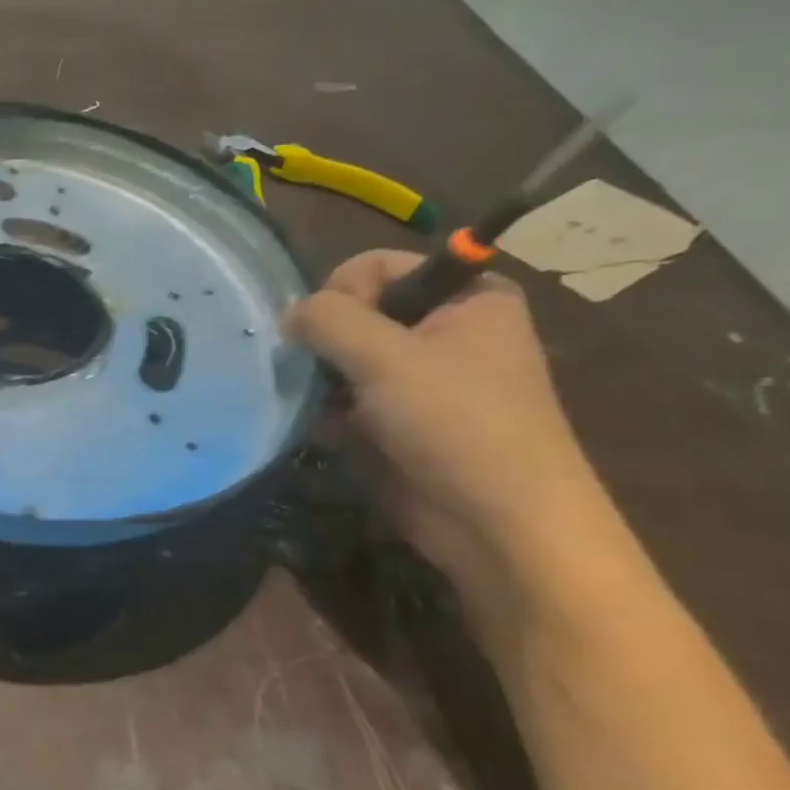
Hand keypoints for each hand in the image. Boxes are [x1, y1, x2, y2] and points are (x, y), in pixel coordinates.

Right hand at [286, 251, 614, 621]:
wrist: (500, 524)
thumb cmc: (456, 423)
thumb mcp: (386, 356)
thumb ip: (328, 319)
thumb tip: (289, 315)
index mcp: (466, 298)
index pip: (377, 265)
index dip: (343, 291)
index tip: (330, 331)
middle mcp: (446, 331)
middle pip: (357, 313)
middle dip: (327, 342)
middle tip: (320, 374)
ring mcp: (422, 380)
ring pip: (345, 359)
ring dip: (323, 381)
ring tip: (318, 407)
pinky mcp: (401, 422)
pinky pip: (348, 400)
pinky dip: (329, 412)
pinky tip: (324, 432)